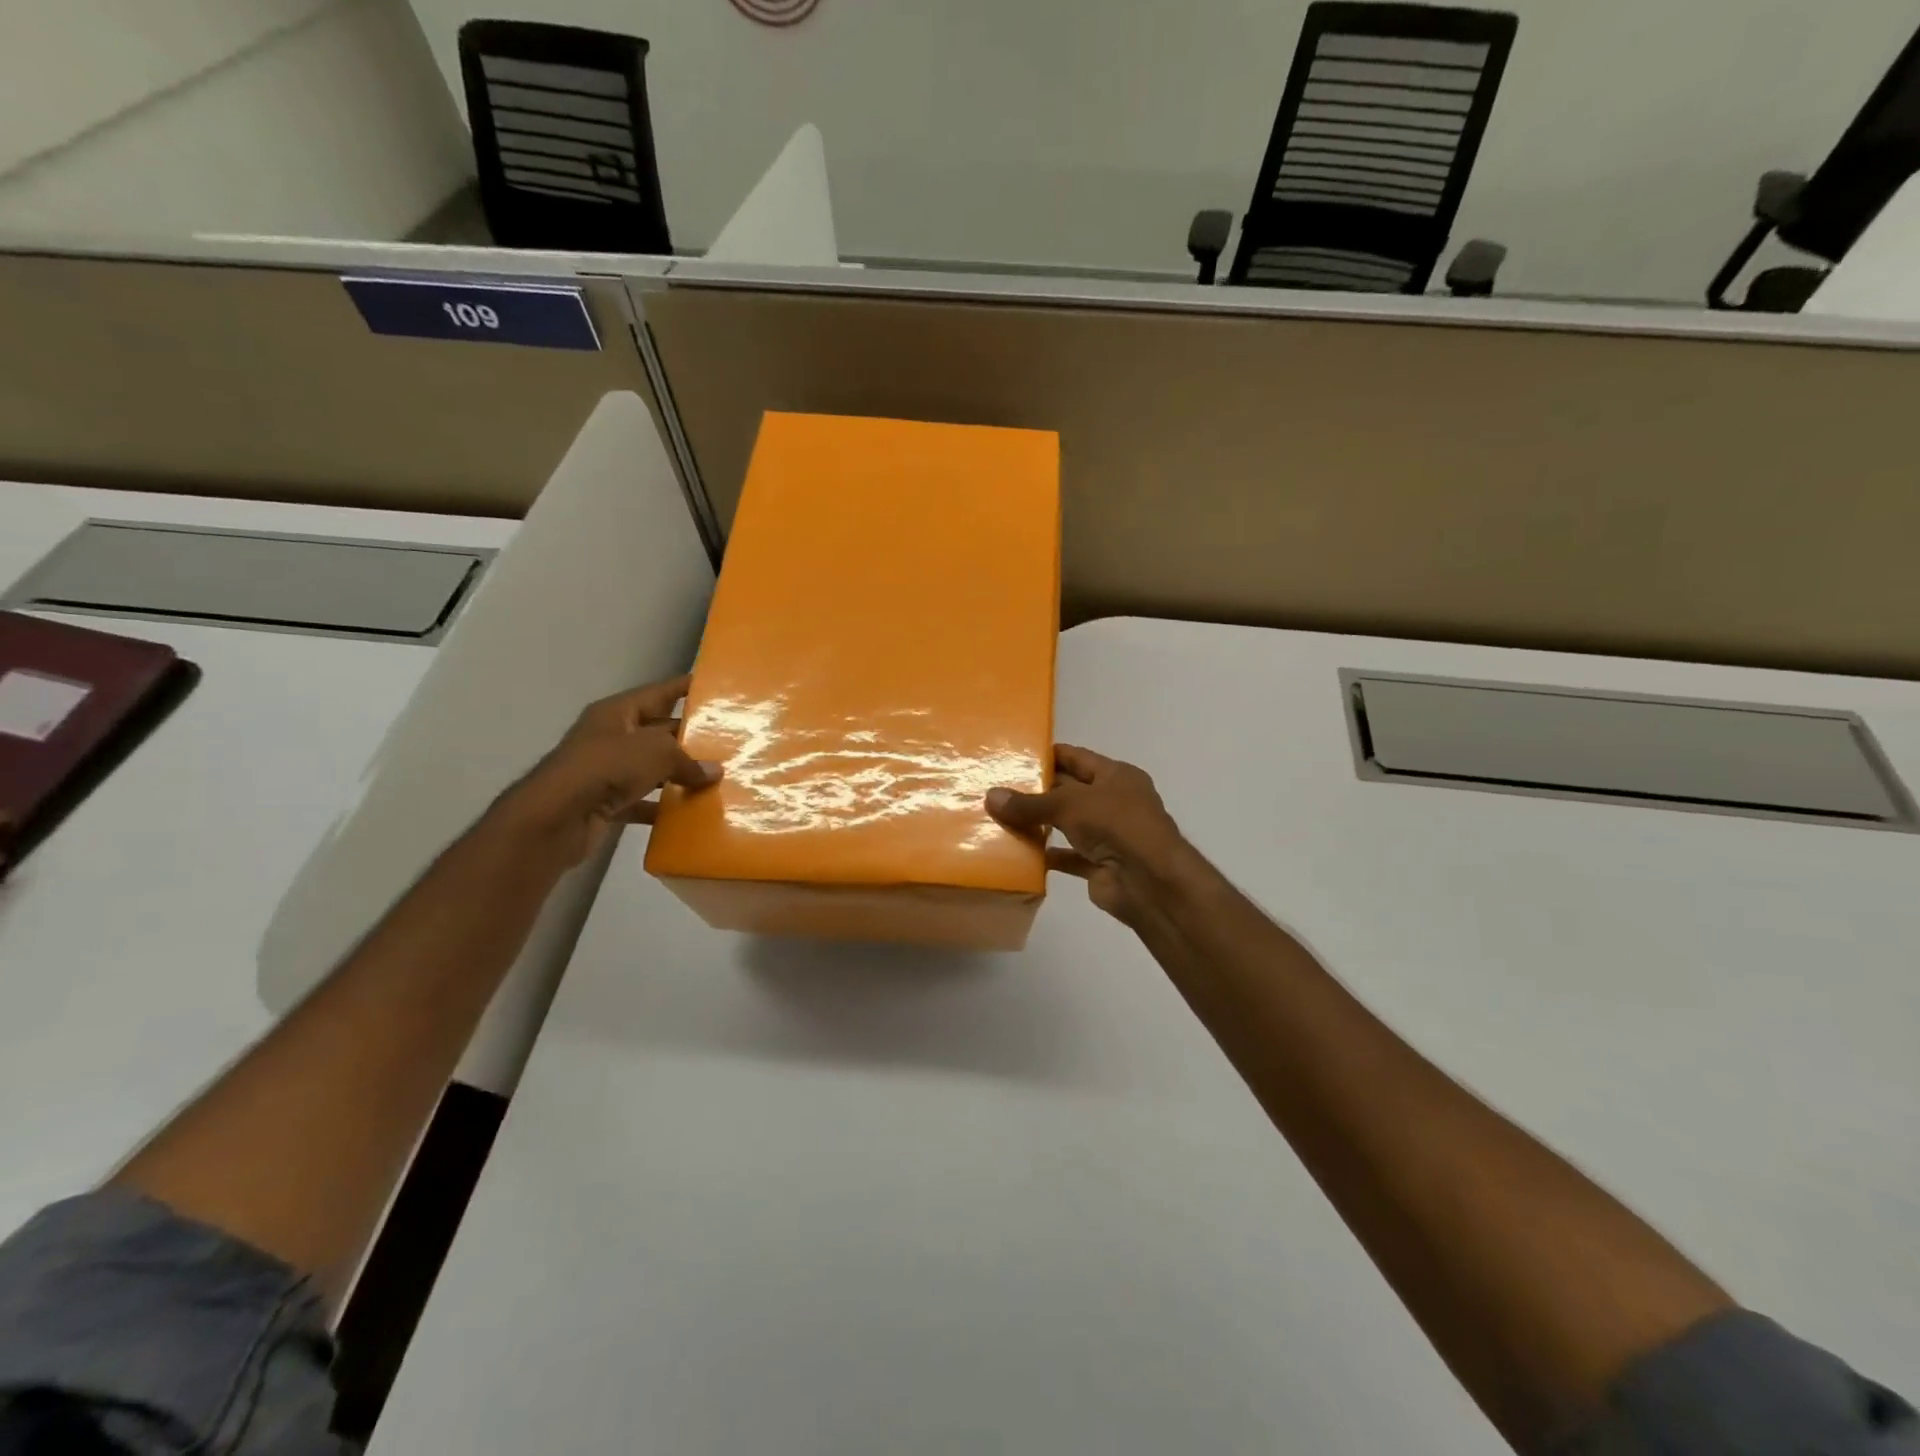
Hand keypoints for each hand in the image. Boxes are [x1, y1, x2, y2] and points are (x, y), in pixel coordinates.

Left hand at [498, 675, 721, 867]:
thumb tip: (714, 772)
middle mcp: (611, 737)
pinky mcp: (606, 802)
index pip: (659, 693)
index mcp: (618, 713)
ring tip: (717, 777)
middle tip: (728, 740)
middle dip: (690, 737)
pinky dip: (663, 806)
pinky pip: (642, 800)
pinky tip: (690, 813)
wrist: (556, 818)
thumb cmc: (606, 768)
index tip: (714, 686)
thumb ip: (688, 760)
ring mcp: (607, 771)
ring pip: (652, 768)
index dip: (684, 688)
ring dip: (679, 774)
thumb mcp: (656, 752)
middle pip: (658, 732)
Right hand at [986, 745, 1187, 925]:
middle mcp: (1114, 802)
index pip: (1077, 758)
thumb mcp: (1070, 804)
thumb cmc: (1117, 825)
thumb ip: (1030, 803)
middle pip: (1069, 791)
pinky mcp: (1099, 865)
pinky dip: (1045, 855)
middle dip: (1037, 791)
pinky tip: (1016, 853)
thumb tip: (990, 796)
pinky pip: (1067, 856)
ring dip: (1038, 824)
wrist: (1150, 882)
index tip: (1015, 756)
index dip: (1048, 755)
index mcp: (1116, 776)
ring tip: (999, 818)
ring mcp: (1108, 835)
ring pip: (1066, 825)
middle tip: (996, 788)